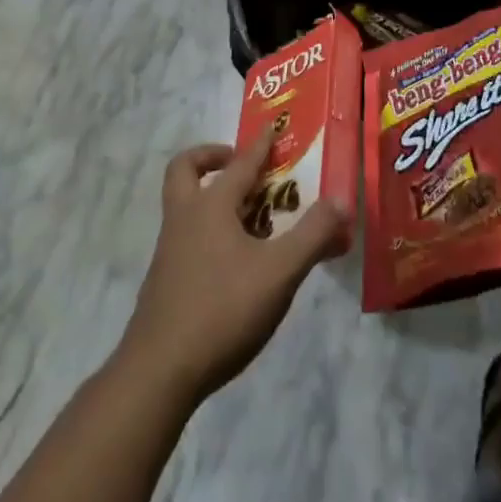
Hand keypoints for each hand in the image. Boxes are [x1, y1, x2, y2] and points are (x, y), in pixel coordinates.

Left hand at [118, 131, 348, 405]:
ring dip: (212, 198)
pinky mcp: (165, 281)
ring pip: (185, 205)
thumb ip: (313, 235)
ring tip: (250, 219)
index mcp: (211, 206)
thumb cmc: (223, 310)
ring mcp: (169, 250)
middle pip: (185, 169)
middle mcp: (185, 218)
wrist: (159, 372)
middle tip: (238, 165)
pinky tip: (235, 264)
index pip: (241, 163)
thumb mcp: (280, 272)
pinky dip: (209, 233)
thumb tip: (341, 201)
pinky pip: (187, 237)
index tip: (272, 129)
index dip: (260, 145)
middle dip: (210, 157)